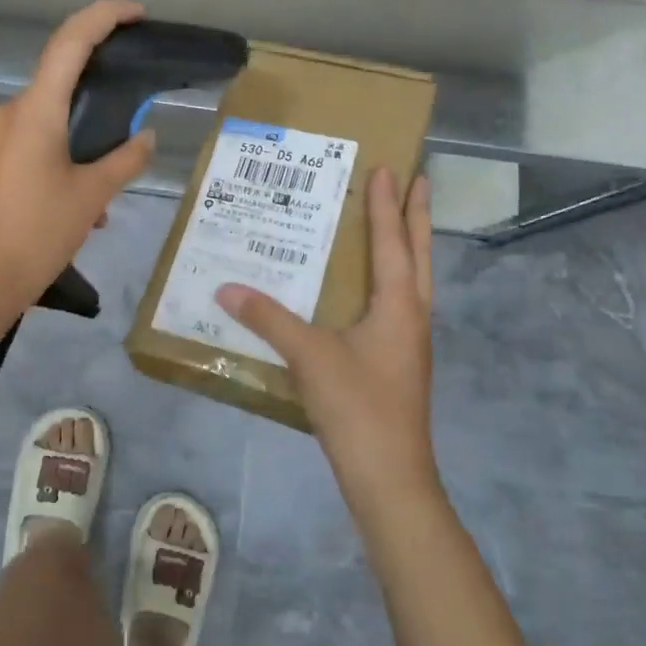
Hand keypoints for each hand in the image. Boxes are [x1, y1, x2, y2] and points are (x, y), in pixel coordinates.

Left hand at [0, 0, 156, 319]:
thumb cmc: (36, 235)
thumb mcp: (91, 197)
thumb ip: (124, 160)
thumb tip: (145, 137)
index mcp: (34, 112)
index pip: (70, 42)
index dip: (103, 16)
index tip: (134, 13)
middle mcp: (4, 114)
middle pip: (58, 91)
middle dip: (95, 114)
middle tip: (123, 148)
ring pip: (43, 128)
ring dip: (74, 152)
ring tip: (96, 203)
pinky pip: (23, 149)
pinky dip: (50, 165)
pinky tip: (66, 210)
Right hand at [217, 169, 436, 514]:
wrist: (390, 478)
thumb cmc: (358, 407)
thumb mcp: (309, 357)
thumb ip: (268, 318)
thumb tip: (226, 287)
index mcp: (399, 305)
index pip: (393, 242)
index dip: (387, 204)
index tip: (388, 168)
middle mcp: (412, 316)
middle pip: (419, 254)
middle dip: (416, 216)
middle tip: (416, 180)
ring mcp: (410, 342)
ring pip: (414, 280)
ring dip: (408, 246)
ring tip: (397, 222)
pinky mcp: (399, 362)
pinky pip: (399, 304)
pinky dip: (392, 279)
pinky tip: (369, 289)